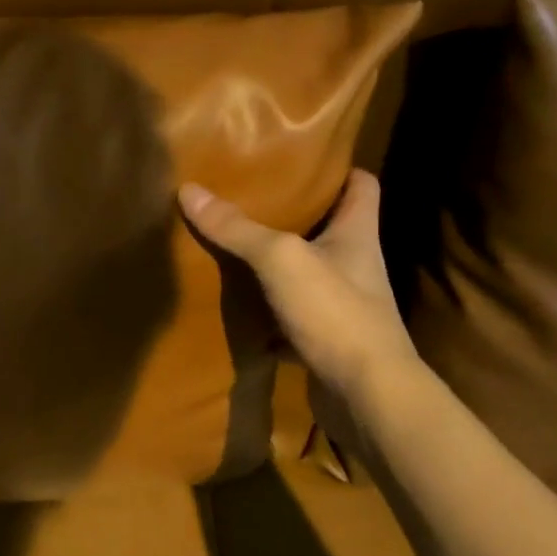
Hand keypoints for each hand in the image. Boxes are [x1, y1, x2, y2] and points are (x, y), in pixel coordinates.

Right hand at [179, 169, 417, 394]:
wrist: (367, 396)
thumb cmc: (335, 312)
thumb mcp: (281, 259)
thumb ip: (237, 228)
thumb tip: (189, 190)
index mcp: (357, 234)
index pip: (362, 185)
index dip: (339, 168)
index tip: (302, 159)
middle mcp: (356, 264)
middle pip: (330, 227)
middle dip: (295, 213)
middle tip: (251, 196)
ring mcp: (343, 305)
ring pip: (308, 273)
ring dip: (278, 264)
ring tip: (236, 244)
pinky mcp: (327, 340)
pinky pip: (293, 316)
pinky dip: (268, 312)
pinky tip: (238, 307)